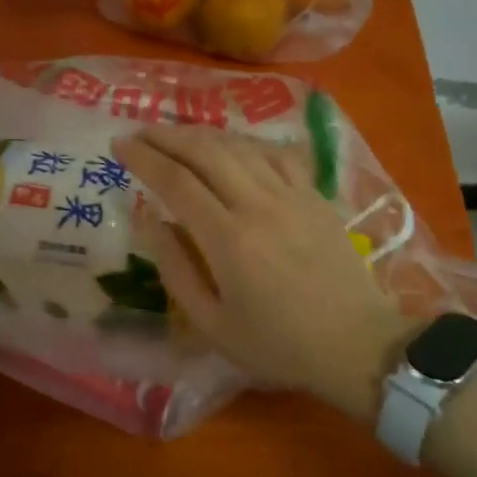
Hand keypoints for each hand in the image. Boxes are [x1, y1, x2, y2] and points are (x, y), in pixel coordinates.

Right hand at [114, 125, 420, 423]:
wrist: (356, 345)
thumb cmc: (277, 344)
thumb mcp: (212, 323)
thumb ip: (175, 268)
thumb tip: (147, 219)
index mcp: (228, 239)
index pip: (176, 181)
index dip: (144, 158)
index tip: (119, 145)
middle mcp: (258, 204)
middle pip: (206, 151)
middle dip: (167, 136)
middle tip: (140, 132)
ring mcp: (292, 195)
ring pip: (240, 146)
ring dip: (203, 134)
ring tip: (176, 134)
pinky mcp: (315, 196)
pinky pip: (276, 154)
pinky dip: (246, 143)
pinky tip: (232, 145)